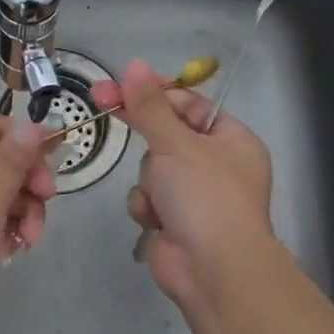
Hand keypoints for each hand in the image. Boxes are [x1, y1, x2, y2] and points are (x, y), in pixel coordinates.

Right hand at [91, 58, 273, 312]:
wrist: (212, 269)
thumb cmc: (204, 197)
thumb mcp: (176, 143)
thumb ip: (150, 106)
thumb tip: (134, 64)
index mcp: (231, 139)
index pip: (188, 104)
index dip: (153, 93)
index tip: (116, 85)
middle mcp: (215, 165)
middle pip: (165, 136)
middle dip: (147, 140)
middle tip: (102, 106)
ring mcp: (194, 196)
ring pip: (150, 170)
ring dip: (148, 182)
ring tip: (161, 199)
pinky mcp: (173, 221)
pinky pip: (147, 199)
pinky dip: (147, 208)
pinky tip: (157, 222)